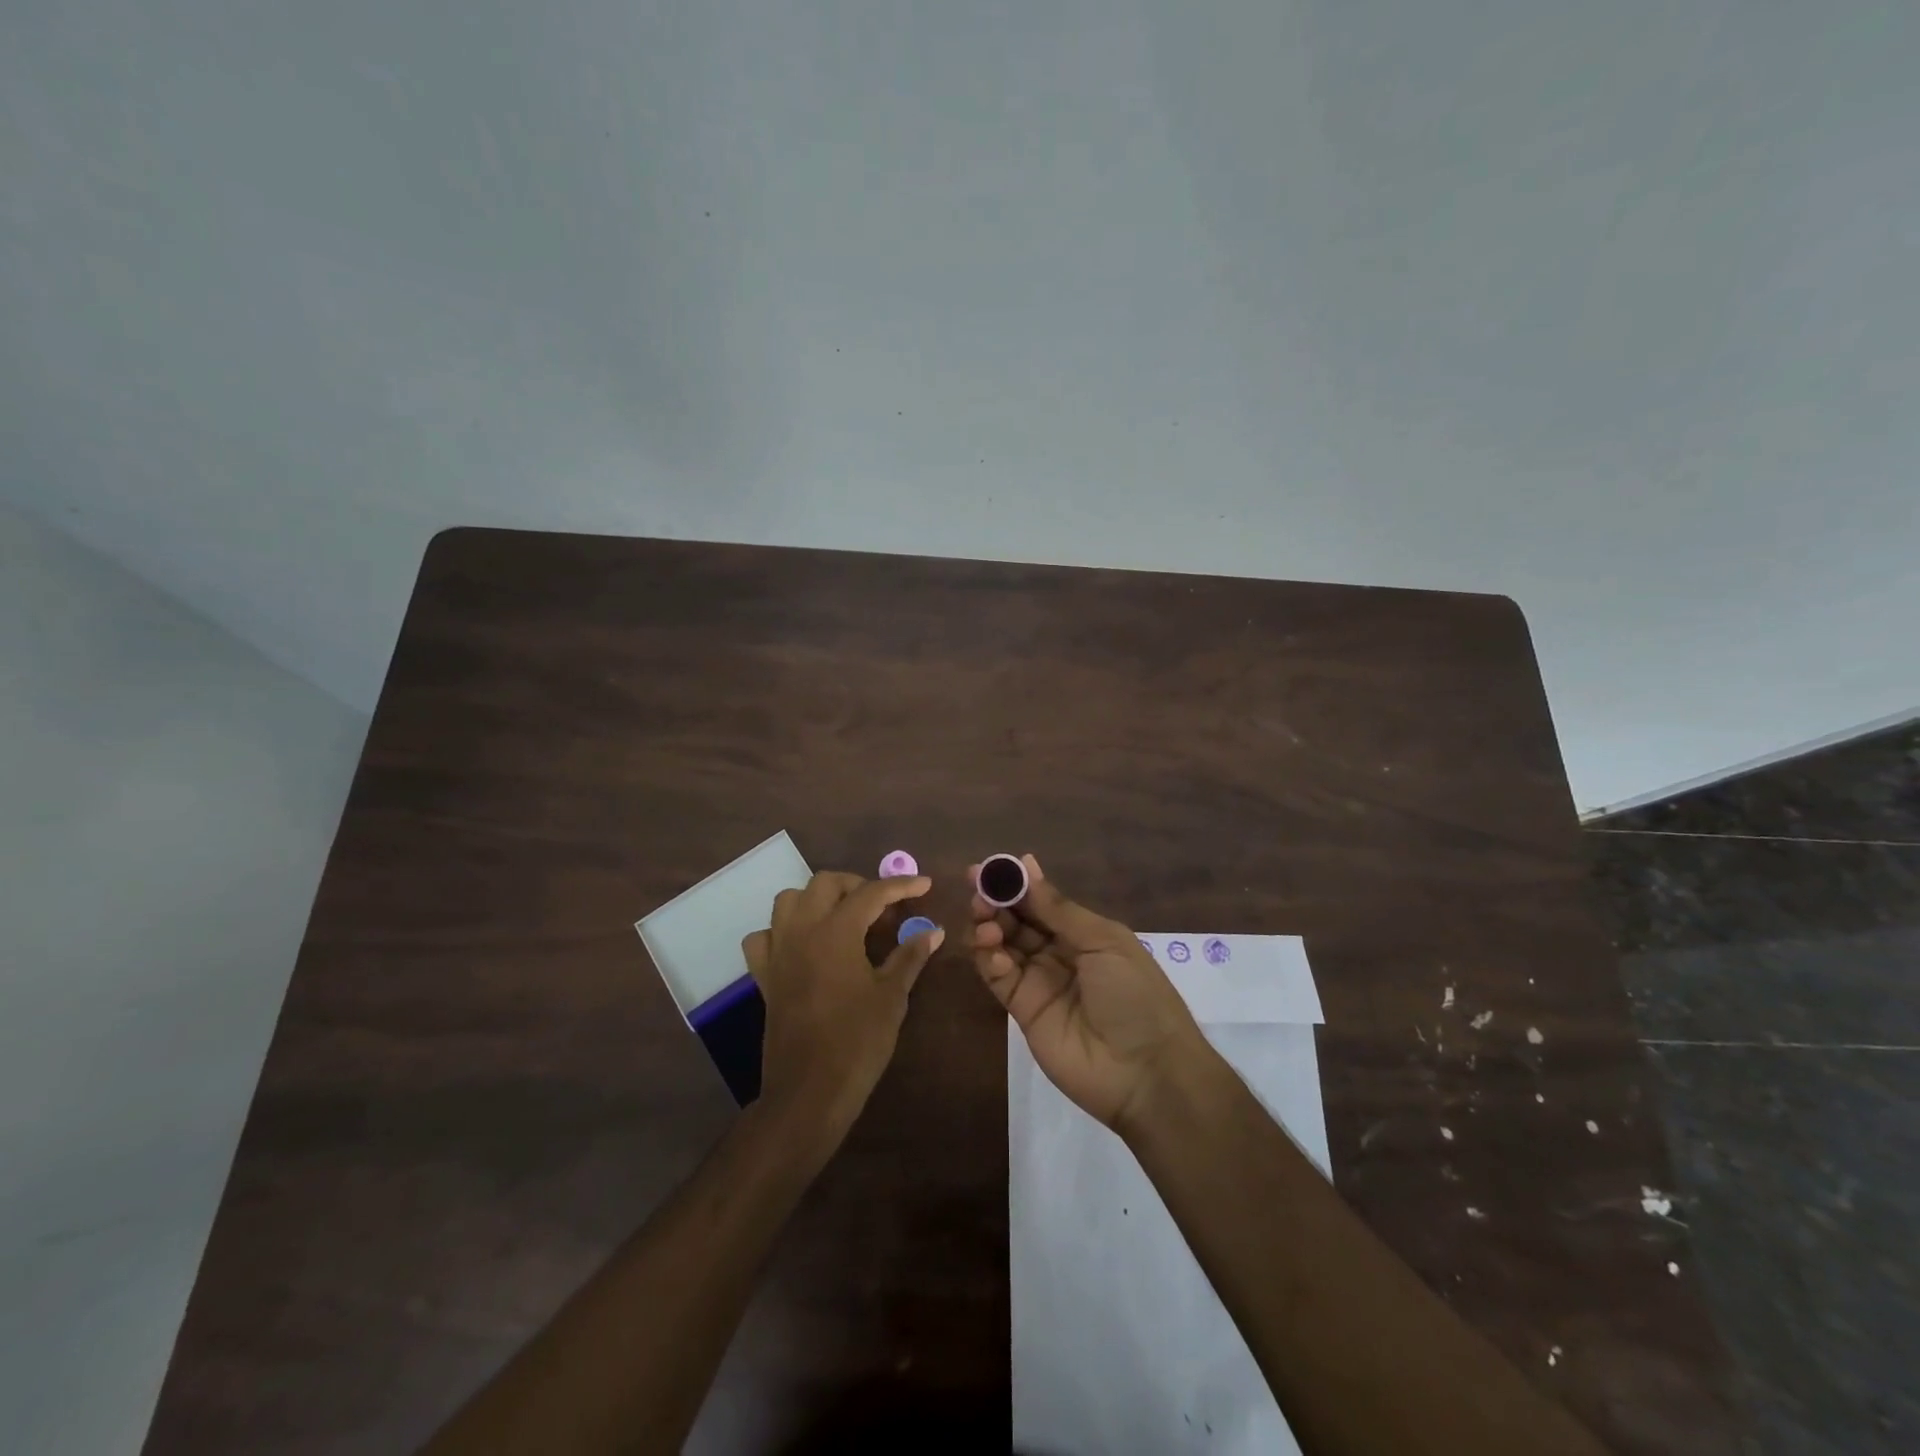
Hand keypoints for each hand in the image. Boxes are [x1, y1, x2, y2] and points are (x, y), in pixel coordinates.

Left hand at [742, 872, 942, 1142]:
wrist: (810, 1091)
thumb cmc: (858, 1041)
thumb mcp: (892, 997)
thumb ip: (910, 955)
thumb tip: (934, 930)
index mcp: (836, 931)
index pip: (871, 893)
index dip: (901, 886)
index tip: (924, 885)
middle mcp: (801, 931)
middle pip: (825, 883)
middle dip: (857, 885)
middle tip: (882, 908)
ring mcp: (778, 952)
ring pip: (789, 900)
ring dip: (817, 900)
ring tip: (844, 919)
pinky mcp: (763, 976)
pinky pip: (764, 938)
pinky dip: (782, 932)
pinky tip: (802, 946)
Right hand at [969, 855, 1206, 1130]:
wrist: (1144, 1071)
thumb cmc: (1134, 994)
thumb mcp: (1104, 942)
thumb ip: (1059, 909)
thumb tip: (1026, 865)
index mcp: (1083, 933)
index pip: (1041, 901)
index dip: (1016, 884)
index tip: (989, 867)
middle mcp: (1058, 953)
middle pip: (1017, 920)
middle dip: (996, 901)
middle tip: (977, 889)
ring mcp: (1039, 981)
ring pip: (1002, 945)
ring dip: (988, 927)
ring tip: (985, 921)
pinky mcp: (1022, 1010)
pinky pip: (999, 977)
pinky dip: (989, 959)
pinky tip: (991, 950)